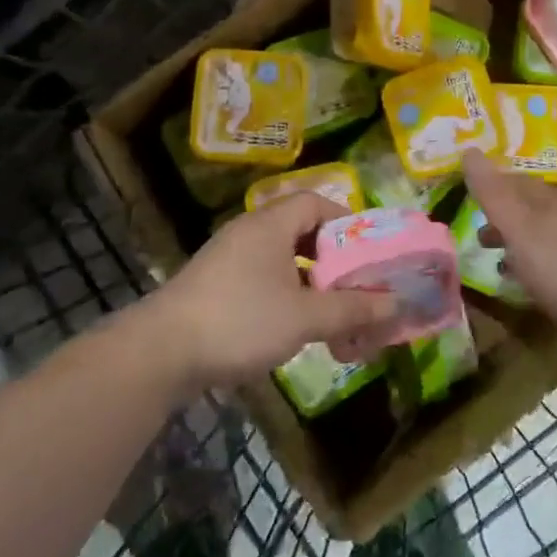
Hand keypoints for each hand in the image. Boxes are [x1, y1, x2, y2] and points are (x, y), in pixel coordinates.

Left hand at [148, 194, 398, 391]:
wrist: (159, 354)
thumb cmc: (240, 320)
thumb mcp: (305, 316)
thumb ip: (353, 308)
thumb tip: (397, 302)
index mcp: (270, 224)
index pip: (315, 202)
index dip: (346, 221)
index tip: (367, 250)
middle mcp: (249, 232)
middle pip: (301, 232)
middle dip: (332, 259)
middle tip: (356, 285)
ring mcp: (227, 260)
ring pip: (282, 260)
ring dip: (310, 283)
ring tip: (331, 313)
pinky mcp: (214, 287)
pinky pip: (261, 280)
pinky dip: (285, 296)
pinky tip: (294, 328)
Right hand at [461, 150, 556, 344]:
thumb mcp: (518, 227)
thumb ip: (493, 193)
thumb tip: (468, 150)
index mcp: (549, 199)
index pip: (515, 180)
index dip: (491, 184)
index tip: (468, 195)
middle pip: (529, 207)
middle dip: (503, 217)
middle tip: (478, 233)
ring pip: (541, 234)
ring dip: (517, 242)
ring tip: (496, 260)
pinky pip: (553, 259)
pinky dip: (533, 264)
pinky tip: (527, 284)